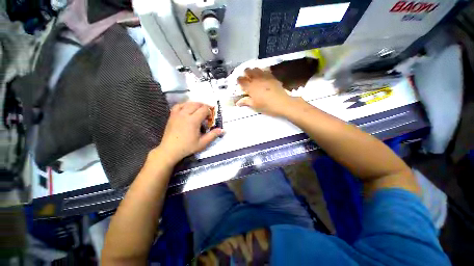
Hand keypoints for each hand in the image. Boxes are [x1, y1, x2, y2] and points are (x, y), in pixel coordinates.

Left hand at [154, 102, 223, 165]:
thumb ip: (213, 135)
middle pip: (197, 104)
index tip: (210, 119)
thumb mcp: (202, 143)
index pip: (204, 109)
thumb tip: (222, 130)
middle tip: (207, 114)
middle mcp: (185, 114)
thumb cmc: (187, 147)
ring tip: (199, 110)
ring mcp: (177, 114)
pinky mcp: (172, 115)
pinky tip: (187, 109)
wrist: (170, 150)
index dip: (209, 112)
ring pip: (188, 103)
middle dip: (204, 107)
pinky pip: (179, 105)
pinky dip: (185, 105)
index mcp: (193, 120)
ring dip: (195, 105)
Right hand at [236, 68, 295, 116]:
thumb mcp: (255, 106)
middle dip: (245, 73)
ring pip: (256, 68)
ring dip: (253, 71)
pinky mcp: (272, 76)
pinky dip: (262, 71)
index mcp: (250, 87)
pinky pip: (265, 70)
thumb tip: (237, 102)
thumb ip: (245, 102)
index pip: (241, 80)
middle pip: (248, 70)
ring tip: (254, 76)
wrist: (282, 103)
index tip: (239, 83)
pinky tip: (263, 75)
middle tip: (246, 79)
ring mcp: (264, 76)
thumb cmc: (266, 106)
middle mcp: (256, 79)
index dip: (239, 80)